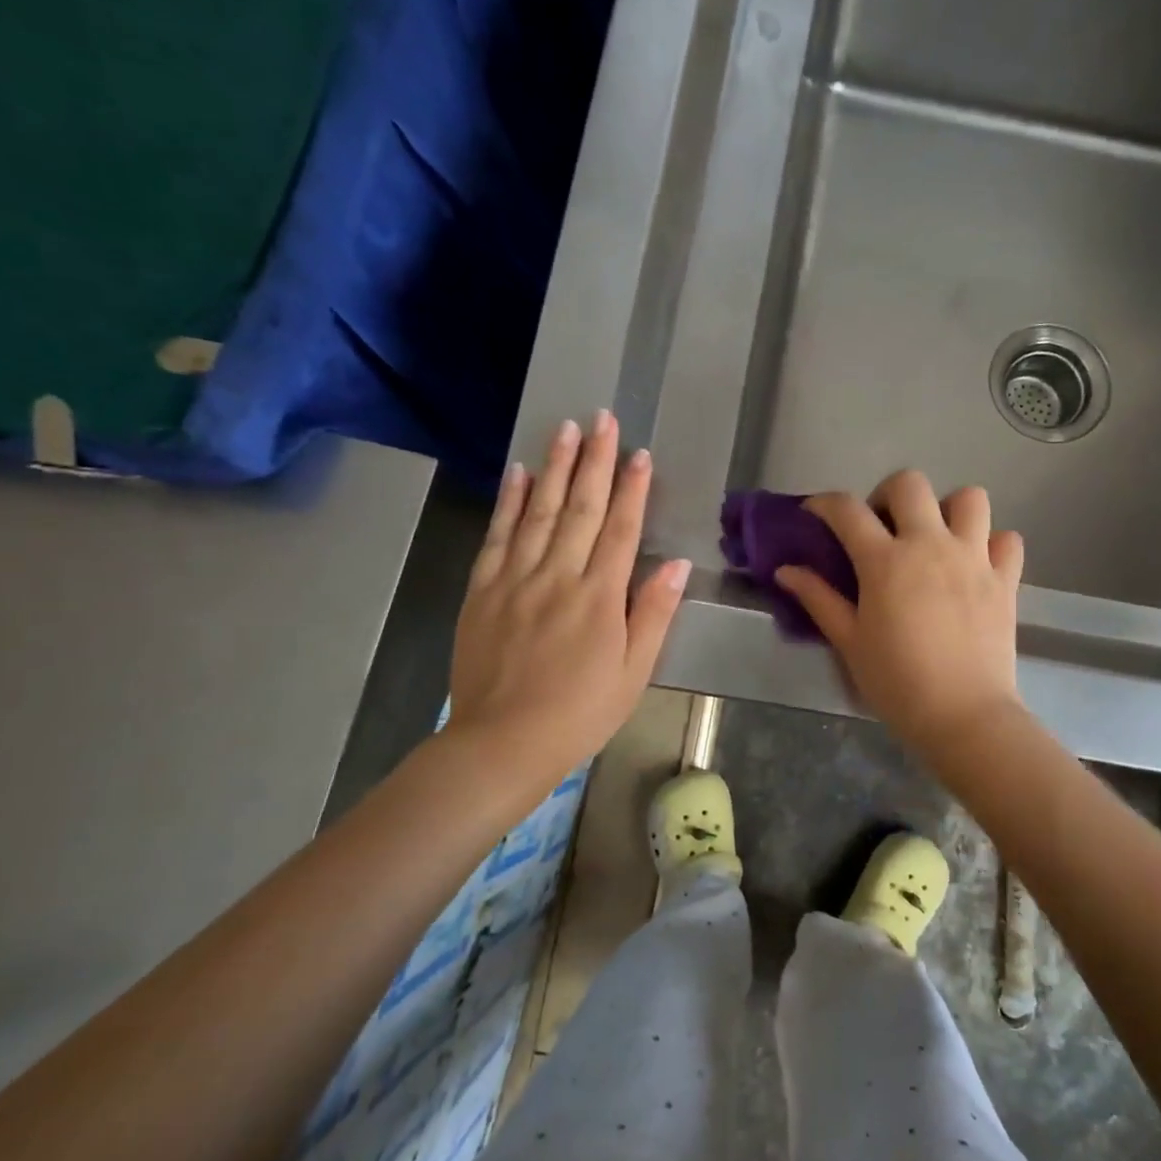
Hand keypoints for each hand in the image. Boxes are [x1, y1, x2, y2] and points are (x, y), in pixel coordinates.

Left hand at [445, 411, 688, 795]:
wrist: (503, 742)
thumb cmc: (580, 712)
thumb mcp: (633, 672)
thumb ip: (653, 613)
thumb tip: (677, 564)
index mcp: (599, 598)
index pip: (621, 530)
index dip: (633, 489)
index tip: (641, 453)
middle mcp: (558, 577)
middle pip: (580, 508)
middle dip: (595, 461)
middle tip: (602, 418)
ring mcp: (516, 580)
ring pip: (538, 511)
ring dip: (554, 467)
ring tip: (566, 428)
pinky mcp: (483, 591)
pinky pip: (497, 536)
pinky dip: (508, 501)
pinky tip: (518, 472)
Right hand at [775, 469, 1023, 754]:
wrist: (963, 716)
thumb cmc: (896, 682)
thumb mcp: (849, 641)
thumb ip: (818, 598)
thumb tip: (786, 570)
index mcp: (886, 561)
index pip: (847, 510)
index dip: (824, 504)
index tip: (815, 514)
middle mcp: (931, 545)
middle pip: (910, 484)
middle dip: (887, 495)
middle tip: (881, 529)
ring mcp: (974, 558)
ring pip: (969, 498)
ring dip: (947, 510)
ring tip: (934, 538)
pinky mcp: (1005, 579)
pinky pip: (1006, 539)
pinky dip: (992, 544)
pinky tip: (975, 565)